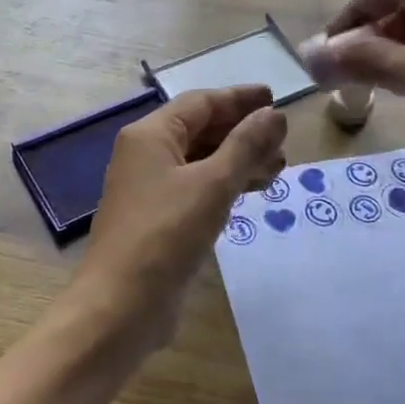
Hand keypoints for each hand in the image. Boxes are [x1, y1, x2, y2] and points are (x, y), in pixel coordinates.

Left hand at [66, 85, 287, 360]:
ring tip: (277, 170)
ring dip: (238, 161)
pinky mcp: (158, 219)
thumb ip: (246, 146)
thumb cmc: (166, 235)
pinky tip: (249, 193)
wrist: (121, 304)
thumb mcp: (212, 185)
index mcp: (150, 135)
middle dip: (243, 133)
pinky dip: (224, 186)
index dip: (239, 99)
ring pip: (201, 161)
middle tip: (283, 143)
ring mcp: (150, 189)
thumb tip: (275, 115)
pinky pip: (196, 189)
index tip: (275, 100)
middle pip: (200, 130)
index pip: (201, 103)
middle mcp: (146, 155)